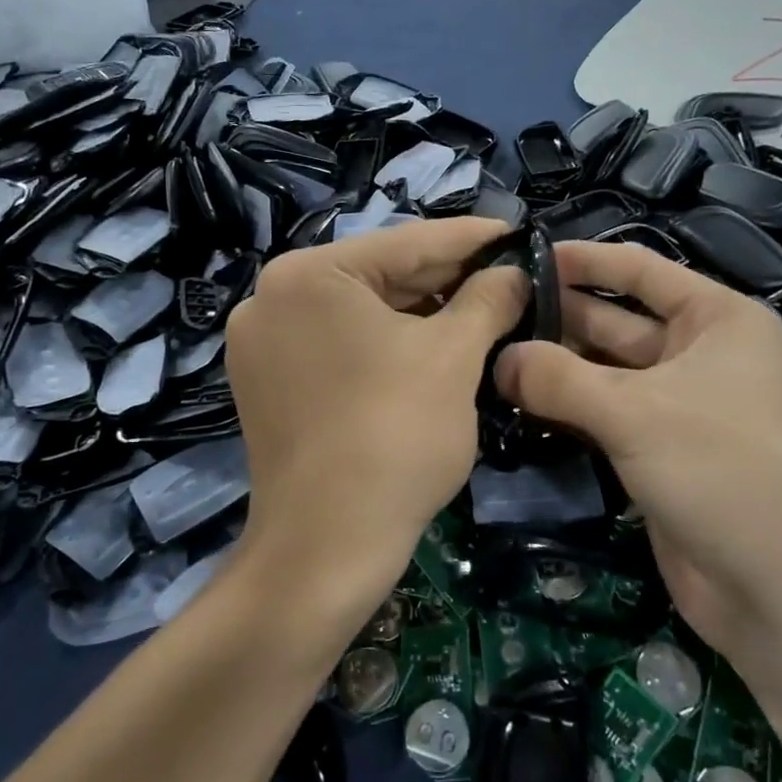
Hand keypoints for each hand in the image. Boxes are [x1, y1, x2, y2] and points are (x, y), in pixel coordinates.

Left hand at [226, 217, 525, 616]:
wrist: (325, 548)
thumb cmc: (394, 437)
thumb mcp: (453, 358)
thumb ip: (488, 299)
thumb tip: (516, 272)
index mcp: (308, 275)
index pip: (407, 242)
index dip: (471, 238)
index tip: (518, 232)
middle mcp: (272, 297)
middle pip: (380, 275)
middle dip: (447, 277)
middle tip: (508, 274)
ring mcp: (263, 342)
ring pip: (360, 311)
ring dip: (421, 311)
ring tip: (482, 307)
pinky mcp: (268, 382)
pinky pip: (339, 344)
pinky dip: (386, 342)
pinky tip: (432, 343)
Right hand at [494, 242, 781, 651]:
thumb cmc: (723, 471)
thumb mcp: (635, 413)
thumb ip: (559, 379)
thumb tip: (498, 359)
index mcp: (716, 320)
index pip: (640, 271)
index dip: (583, 260)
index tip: (523, 256)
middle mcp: (700, 354)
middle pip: (616, 321)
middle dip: (558, 317)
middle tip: (492, 314)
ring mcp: (679, 405)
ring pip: (605, 372)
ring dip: (556, 367)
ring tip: (491, 356)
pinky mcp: (659, 451)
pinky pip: (604, 415)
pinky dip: (566, 408)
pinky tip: (516, 402)